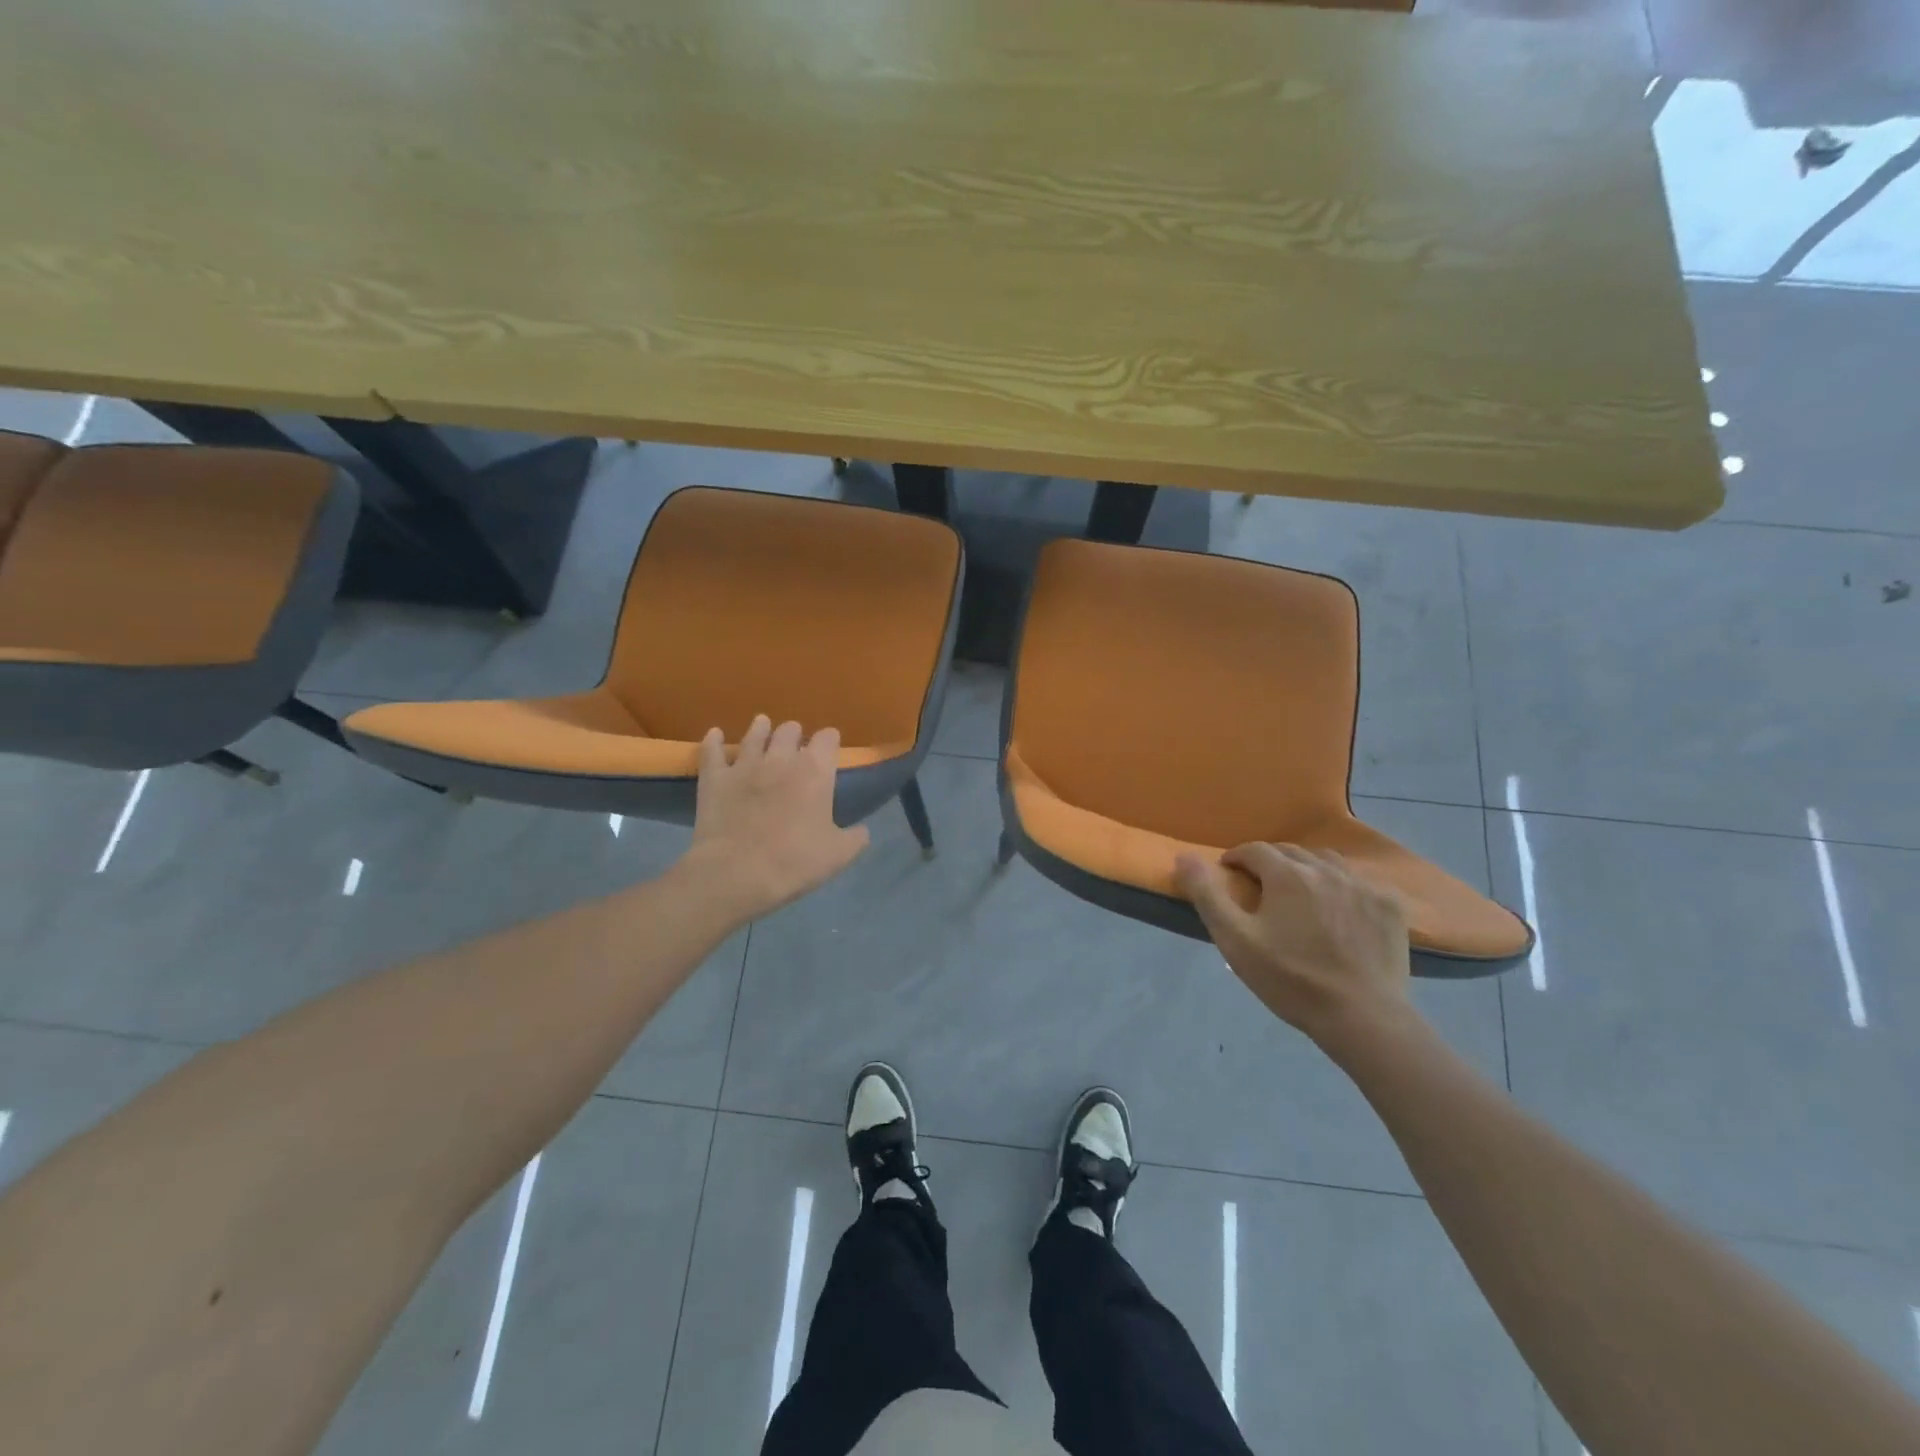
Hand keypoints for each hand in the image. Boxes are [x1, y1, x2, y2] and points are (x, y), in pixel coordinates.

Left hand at [684, 715, 868, 919]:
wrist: (737, 874)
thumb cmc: (795, 862)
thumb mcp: (839, 854)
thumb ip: (856, 837)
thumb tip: (862, 830)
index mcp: (815, 772)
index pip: (827, 739)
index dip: (829, 741)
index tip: (831, 746)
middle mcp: (780, 758)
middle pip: (789, 730)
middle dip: (794, 734)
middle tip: (795, 743)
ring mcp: (744, 765)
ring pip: (754, 735)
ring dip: (760, 729)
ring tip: (762, 725)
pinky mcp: (714, 779)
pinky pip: (712, 751)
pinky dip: (714, 741)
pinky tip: (715, 735)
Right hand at [1174, 843, 1412, 1044]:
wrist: (1363, 1018)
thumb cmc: (1290, 979)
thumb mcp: (1235, 940)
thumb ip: (1207, 895)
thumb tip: (1184, 857)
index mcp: (1287, 874)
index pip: (1254, 850)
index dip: (1236, 859)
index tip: (1229, 875)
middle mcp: (1325, 868)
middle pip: (1289, 852)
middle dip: (1270, 863)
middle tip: (1261, 889)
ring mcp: (1362, 884)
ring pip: (1326, 861)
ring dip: (1306, 869)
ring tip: (1299, 895)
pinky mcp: (1390, 904)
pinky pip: (1359, 881)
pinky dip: (1342, 886)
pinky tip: (1339, 909)